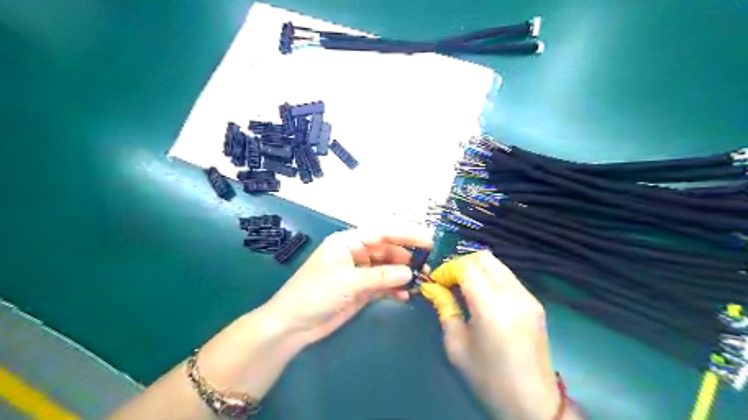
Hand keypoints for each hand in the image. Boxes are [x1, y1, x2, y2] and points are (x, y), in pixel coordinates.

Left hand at [264, 228, 431, 346]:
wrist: (294, 324)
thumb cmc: (316, 294)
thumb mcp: (349, 281)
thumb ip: (381, 276)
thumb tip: (410, 273)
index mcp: (348, 242)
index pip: (382, 233)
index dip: (405, 235)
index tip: (428, 240)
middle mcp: (355, 254)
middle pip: (386, 250)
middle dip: (406, 257)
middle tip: (427, 266)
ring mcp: (358, 273)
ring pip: (386, 268)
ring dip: (402, 274)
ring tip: (420, 281)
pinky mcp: (360, 290)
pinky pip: (382, 285)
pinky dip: (394, 289)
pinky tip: (405, 295)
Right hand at [420, 253, 567, 419]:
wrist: (532, 403)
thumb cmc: (488, 378)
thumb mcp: (456, 345)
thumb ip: (444, 308)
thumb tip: (432, 287)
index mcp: (491, 307)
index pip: (466, 267)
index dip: (448, 269)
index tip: (436, 281)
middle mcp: (513, 295)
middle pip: (484, 258)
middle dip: (462, 263)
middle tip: (449, 281)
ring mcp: (528, 297)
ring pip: (498, 264)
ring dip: (477, 269)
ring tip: (464, 287)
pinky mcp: (535, 303)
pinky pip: (508, 277)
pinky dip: (491, 277)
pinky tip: (483, 296)